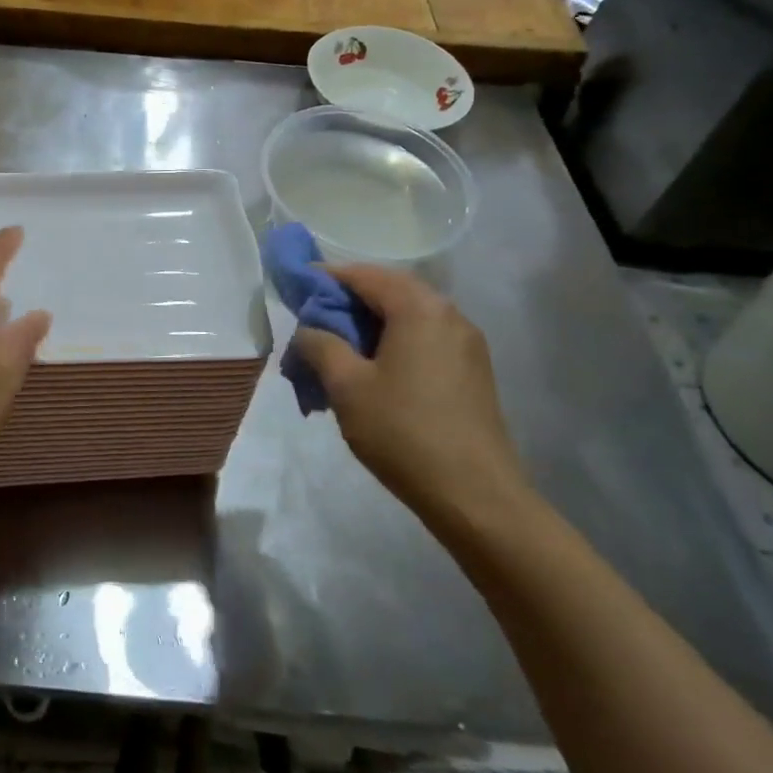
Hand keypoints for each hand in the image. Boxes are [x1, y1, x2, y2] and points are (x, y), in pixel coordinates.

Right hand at [292, 265, 528, 525]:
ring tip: (339, 347)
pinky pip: (425, 337)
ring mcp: (466, 343)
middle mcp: (449, 314)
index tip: (296, 289)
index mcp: (419, 309)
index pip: (365, 275)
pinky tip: (373, 369)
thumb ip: (320, 345)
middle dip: (349, 299)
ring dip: (371, 322)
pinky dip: (394, 340)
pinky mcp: (472, 370)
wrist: (476, 497)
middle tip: (314, 319)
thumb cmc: (404, 432)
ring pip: (408, 315)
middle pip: (390, 290)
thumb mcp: (346, 386)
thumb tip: (309, 330)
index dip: (327, 277)